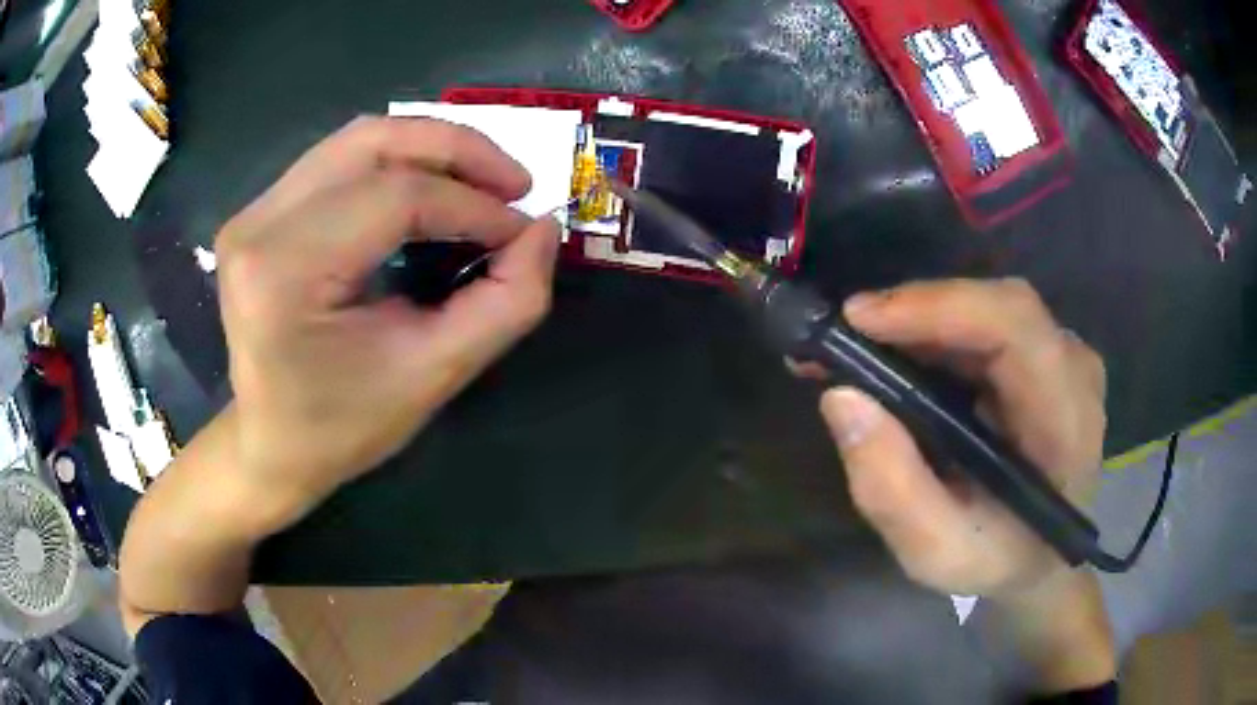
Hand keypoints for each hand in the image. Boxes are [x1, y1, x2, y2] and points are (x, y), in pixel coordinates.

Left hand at [214, 116, 558, 529]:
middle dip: (457, 150)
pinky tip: (429, 190)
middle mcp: (258, 224)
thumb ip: (505, 304)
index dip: (473, 205)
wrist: (269, 445)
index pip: (395, 198)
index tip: (522, 231)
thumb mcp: (433, 377)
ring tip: (480, 183)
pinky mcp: (258, 213)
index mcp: (285, 271)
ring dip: (430, 148)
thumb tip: (543, 230)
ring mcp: (252, 212)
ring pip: (357, 139)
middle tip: (514, 182)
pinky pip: (339, 160)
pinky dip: (397, 162)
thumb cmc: (342, 426)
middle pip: (373, 142)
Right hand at [817, 279, 1105, 598]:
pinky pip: (988, 323)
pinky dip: (937, 331)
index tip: (860, 320)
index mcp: (1065, 421)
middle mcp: (1074, 370)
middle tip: (845, 337)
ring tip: (858, 349)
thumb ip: (891, 489)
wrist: (1041, 559)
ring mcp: (1064, 356)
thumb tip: (841, 398)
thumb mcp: (936, 553)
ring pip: (988, 309)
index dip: (939, 307)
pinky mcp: (1046, 355)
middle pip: (997, 307)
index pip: (1015, 328)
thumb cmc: (997, 562)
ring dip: (920, 321)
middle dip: (916, 313)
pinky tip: (898, 355)